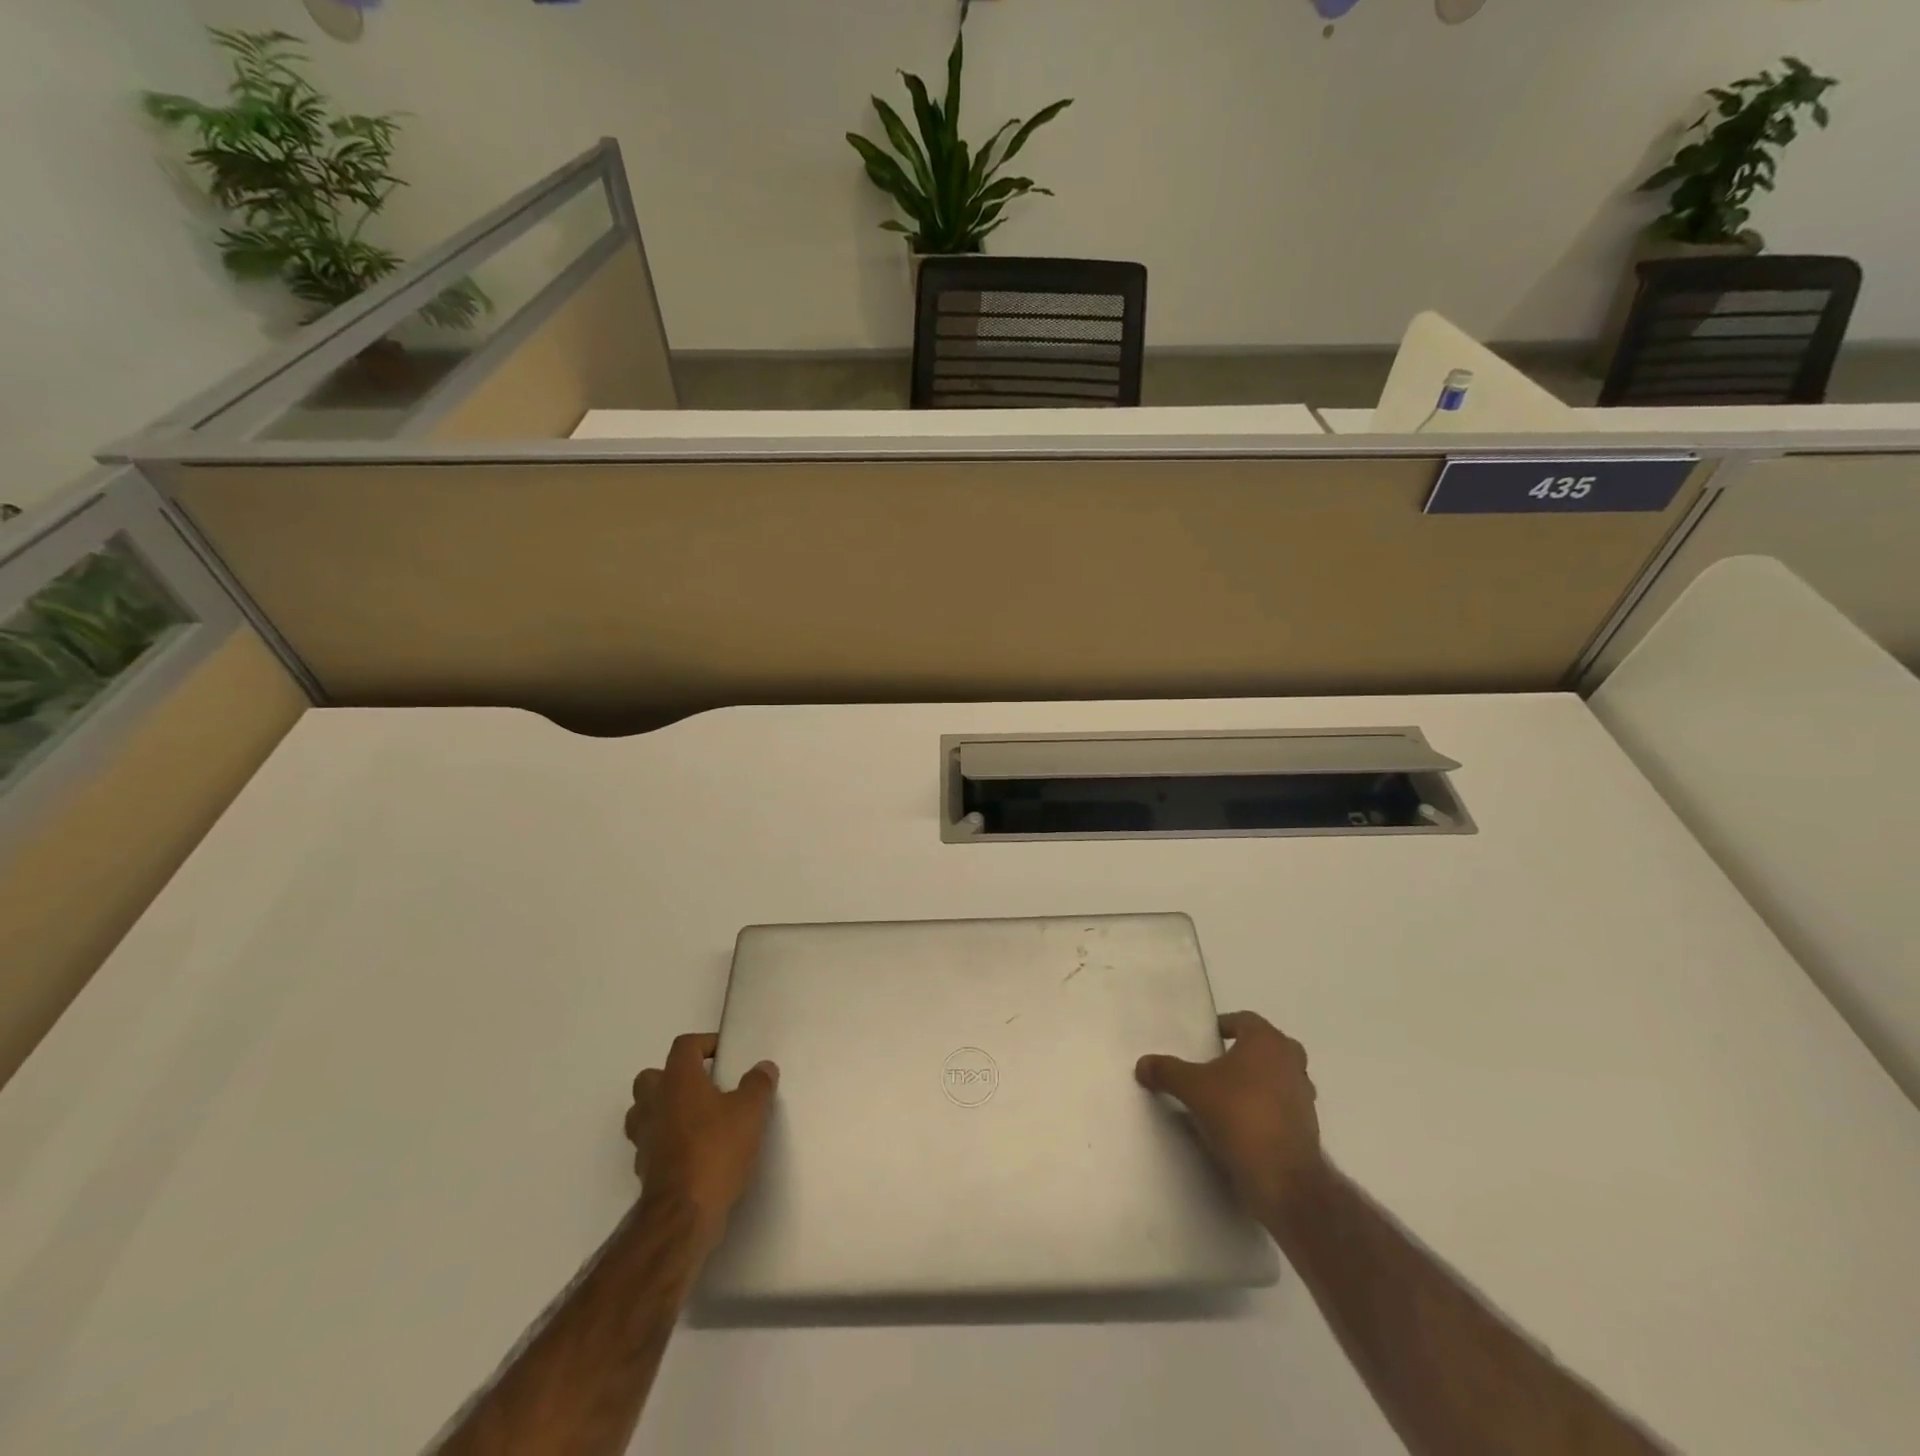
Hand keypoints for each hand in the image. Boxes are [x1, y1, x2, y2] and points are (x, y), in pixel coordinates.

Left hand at [624, 1033, 778, 1242]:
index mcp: (678, 1080)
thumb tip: (764, 1067)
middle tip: (702, 1085)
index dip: (704, 1043)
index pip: (684, 1046)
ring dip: (663, 1109)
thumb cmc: (716, 1149)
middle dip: (673, 1076)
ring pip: (643, 1111)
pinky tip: (690, 1151)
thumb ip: (758, 1084)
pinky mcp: (643, 1169)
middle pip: (651, 1076)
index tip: (724, 1054)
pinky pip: (650, 1143)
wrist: (683, 1213)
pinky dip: (665, 1141)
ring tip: (694, 1118)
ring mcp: (644, 1137)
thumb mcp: (750, 1111)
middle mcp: (654, 1103)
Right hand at [1136, 1010, 1324, 1226]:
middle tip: (1217, 1064)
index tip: (1206, 1040)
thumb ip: (1166, 1071)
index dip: (1224, 1026)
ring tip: (1227, 1096)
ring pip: (1277, 1077)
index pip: (1245, 1020)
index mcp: (1267, 1041)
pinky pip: (1282, 1106)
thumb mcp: (1192, 1088)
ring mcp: (1304, 1095)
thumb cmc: (1239, 1114)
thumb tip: (1142, 1064)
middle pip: (1266, 1047)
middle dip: (1244, 1053)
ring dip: (1257, 1081)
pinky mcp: (1308, 1126)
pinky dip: (1265, 1108)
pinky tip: (1241, 1124)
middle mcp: (1291, 1061)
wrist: (1283, 1177)